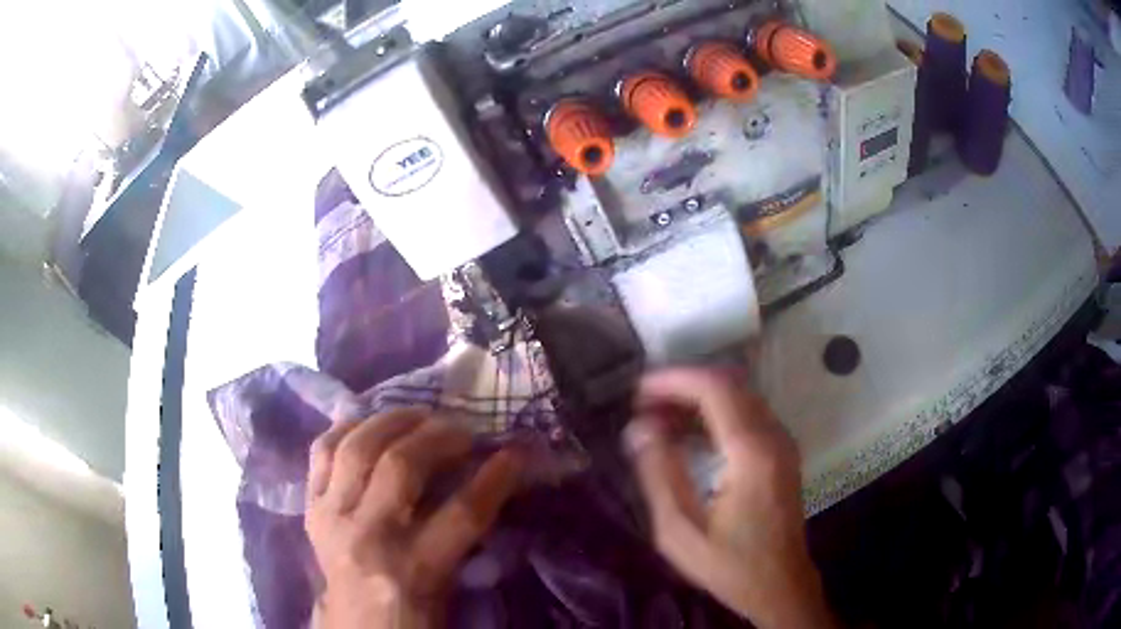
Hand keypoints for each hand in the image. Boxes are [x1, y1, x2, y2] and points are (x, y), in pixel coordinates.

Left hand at [306, 409, 523, 628]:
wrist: (355, 626)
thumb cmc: (413, 614)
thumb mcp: (450, 585)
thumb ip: (464, 535)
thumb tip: (487, 480)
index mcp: (413, 568)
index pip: (463, 511)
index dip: (497, 475)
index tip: (517, 451)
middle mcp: (367, 536)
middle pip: (402, 466)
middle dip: (440, 436)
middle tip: (463, 429)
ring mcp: (332, 516)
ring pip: (357, 448)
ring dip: (392, 421)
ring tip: (418, 415)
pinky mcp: (311, 507)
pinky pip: (322, 450)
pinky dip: (347, 429)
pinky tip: (370, 421)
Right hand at [624, 369, 834, 628]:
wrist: (780, 586)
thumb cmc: (730, 565)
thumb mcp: (681, 530)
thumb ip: (659, 474)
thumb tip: (638, 428)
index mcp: (751, 452)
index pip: (715, 389)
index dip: (674, 380)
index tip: (638, 389)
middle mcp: (773, 437)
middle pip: (729, 385)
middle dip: (683, 385)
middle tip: (643, 403)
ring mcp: (782, 443)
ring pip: (740, 396)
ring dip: (698, 398)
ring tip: (658, 416)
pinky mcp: (782, 453)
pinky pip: (748, 415)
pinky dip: (715, 413)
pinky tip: (688, 434)